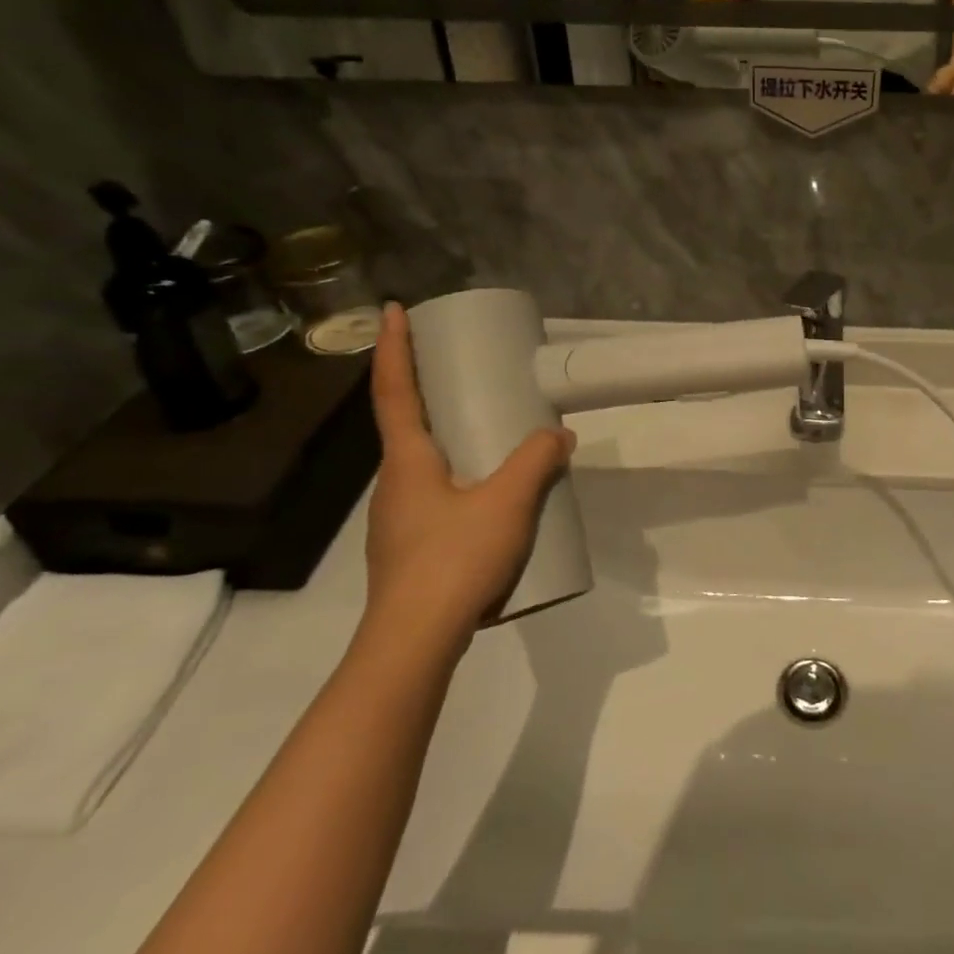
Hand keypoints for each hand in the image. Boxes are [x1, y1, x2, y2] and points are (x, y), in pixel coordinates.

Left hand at [365, 303, 575, 651]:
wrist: (414, 643)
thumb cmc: (453, 560)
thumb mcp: (508, 503)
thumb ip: (536, 462)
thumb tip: (559, 435)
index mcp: (407, 461)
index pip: (395, 391)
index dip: (394, 348)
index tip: (393, 310)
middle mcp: (395, 483)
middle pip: (407, 424)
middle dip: (428, 390)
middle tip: (459, 368)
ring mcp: (399, 519)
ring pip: (425, 464)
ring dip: (449, 439)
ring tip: (490, 434)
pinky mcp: (412, 548)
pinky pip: (437, 495)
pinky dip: (461, 477)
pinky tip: (492, 498)